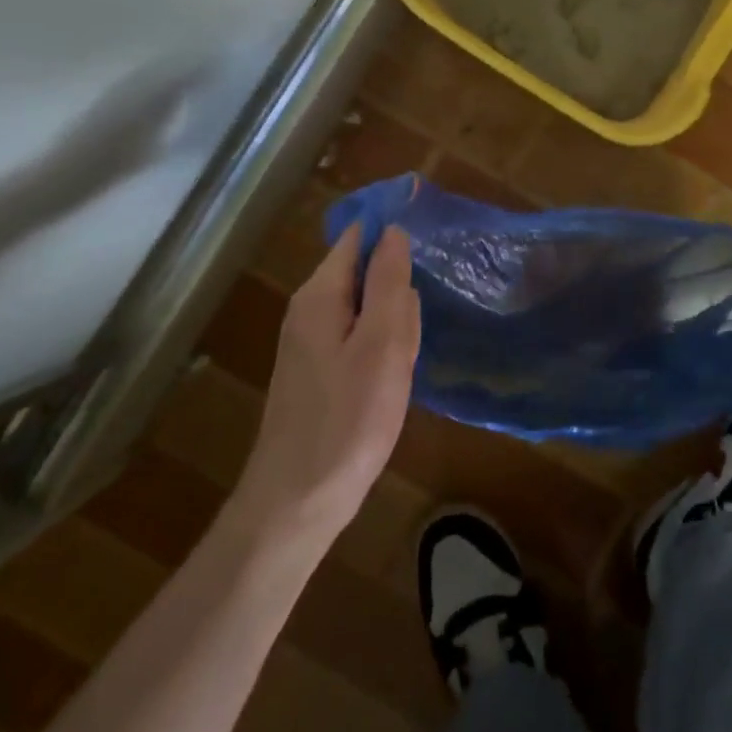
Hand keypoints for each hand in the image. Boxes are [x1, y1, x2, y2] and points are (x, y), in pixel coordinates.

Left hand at [234, 223, 420, 541]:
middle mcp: (310, 309)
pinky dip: (383, 355)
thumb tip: (394, 230)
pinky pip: (361, 341)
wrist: (298, 501)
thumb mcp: (381, 344)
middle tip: (407, 343)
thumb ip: (389, 282)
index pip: (360, 236)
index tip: (433, 245)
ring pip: (370, 311)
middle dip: (398, 297)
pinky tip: (388, 387)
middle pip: (368, 274)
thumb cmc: (348, 419)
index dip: (394, 231)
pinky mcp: (320, 370)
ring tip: (399, 372)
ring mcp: (312, 341)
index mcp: (321, 294)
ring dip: (394, 332)